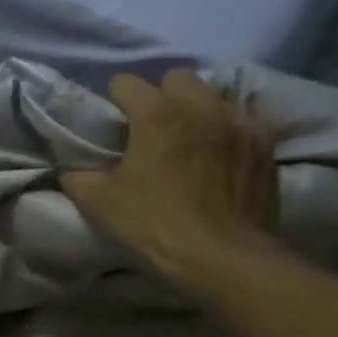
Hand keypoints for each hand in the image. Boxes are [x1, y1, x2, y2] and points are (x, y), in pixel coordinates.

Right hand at [62, 71, 280, 295]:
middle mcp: (200, 105)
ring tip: (190, 141)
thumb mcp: (100, 205)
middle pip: (176, 80)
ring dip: (198, 110)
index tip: (113, 124)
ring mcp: (239, 122)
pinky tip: (221, 158)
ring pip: (214, 96)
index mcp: (156, 113)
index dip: (114, 100)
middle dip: (162, 97)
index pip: (125, 83)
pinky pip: (243, 122)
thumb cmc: (155, 224)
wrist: (223, 256)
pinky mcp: (264, 144)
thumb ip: (79, 179)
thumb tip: (73, 170)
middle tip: (153, 131)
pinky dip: (228, 132)